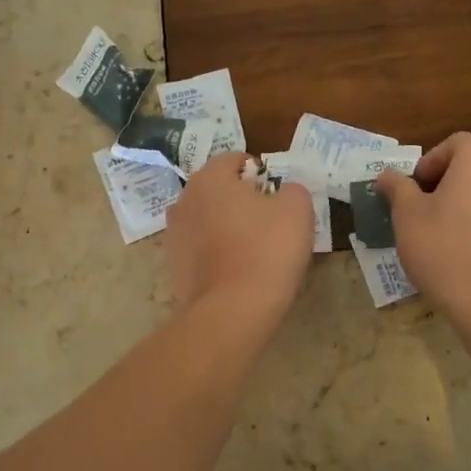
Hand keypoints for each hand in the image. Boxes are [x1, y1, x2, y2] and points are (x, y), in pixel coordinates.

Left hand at [165, 153, 314, 322]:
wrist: (233, 310)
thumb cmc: (266, 250)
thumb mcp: (297, 209)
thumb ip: (292, 190)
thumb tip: (284, 192)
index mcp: (209, 178)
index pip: (234, 160)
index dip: (259, 172)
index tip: (277, 194)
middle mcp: (184, 200)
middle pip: (217, 190)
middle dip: (240, 199)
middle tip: (269, 220)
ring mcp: (174, 235)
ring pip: (207, 220)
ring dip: (226, 227)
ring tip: (253, 248)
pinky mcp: (174, 267)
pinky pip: (201, 250)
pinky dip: (216, 253)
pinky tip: (237, 271)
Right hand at [376, 133, 470, 319]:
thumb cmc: (444, 250)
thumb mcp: (407, 217)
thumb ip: (397, 188)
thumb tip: (387, 175)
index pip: (456, 142)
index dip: (431, 161)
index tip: (415, 189)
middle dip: (449, 179)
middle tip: (426, 208)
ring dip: (468, 201)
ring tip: (446, 232)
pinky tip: (469, 252)